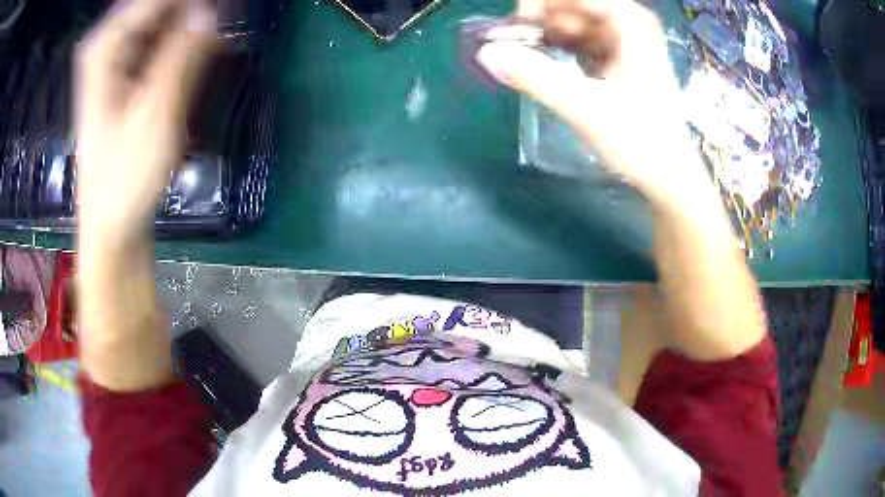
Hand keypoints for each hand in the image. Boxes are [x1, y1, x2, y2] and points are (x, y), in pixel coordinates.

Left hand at [75, 0, 215, 247]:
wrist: (111, 226)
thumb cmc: (125, 179)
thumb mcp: (156, 115)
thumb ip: (183, 55)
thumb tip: (211, 11)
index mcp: (105, 46)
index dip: (193, 4)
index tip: (226, 15)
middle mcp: (108, 44)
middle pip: (159, 7)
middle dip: (192, 15)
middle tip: (221, 34)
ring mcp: (116, 59)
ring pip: (163, 20)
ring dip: (191, 29)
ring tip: (215, 47)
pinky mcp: (125, 75)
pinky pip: (160, 41)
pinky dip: (184, 43)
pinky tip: (201, 56)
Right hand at [477, 0, 713, 207]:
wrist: (671, 178)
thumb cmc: (641, 142)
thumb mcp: (585, 108)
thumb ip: (535, 76)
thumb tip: (485, 53)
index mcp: (630, 22)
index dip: (537, 5)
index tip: (513, 28)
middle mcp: (630, 22)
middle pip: (571, 6)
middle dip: (539, 21)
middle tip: (515, 48)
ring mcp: (626, 40)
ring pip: (573, 22)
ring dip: (545, 36)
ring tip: (527, 60)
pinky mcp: (621, 58)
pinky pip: (581, 40)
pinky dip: (559, 49)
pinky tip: (548, 67)